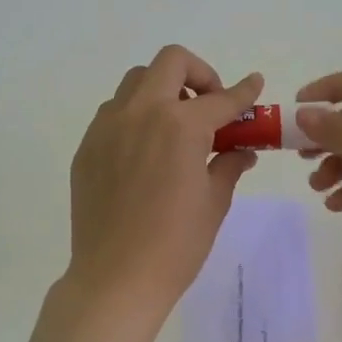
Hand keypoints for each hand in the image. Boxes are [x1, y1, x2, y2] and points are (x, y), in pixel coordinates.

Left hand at [66, 46, 263, 317]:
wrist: (116, 279)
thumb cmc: (176, 244)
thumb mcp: (214, 202)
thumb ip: (228, 164)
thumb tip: (240, 150)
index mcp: (180, 125)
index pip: (221, 99)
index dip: (243, 92)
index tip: (254, 85)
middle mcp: (140, 113)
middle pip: (171, 62)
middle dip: (199, 74)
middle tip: (209, 106)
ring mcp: (107, 127)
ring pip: (136, 83)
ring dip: (163, 91)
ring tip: (175, 128)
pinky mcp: (87, 147)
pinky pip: (114, 113)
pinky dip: (136, 116)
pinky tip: (146, 152)